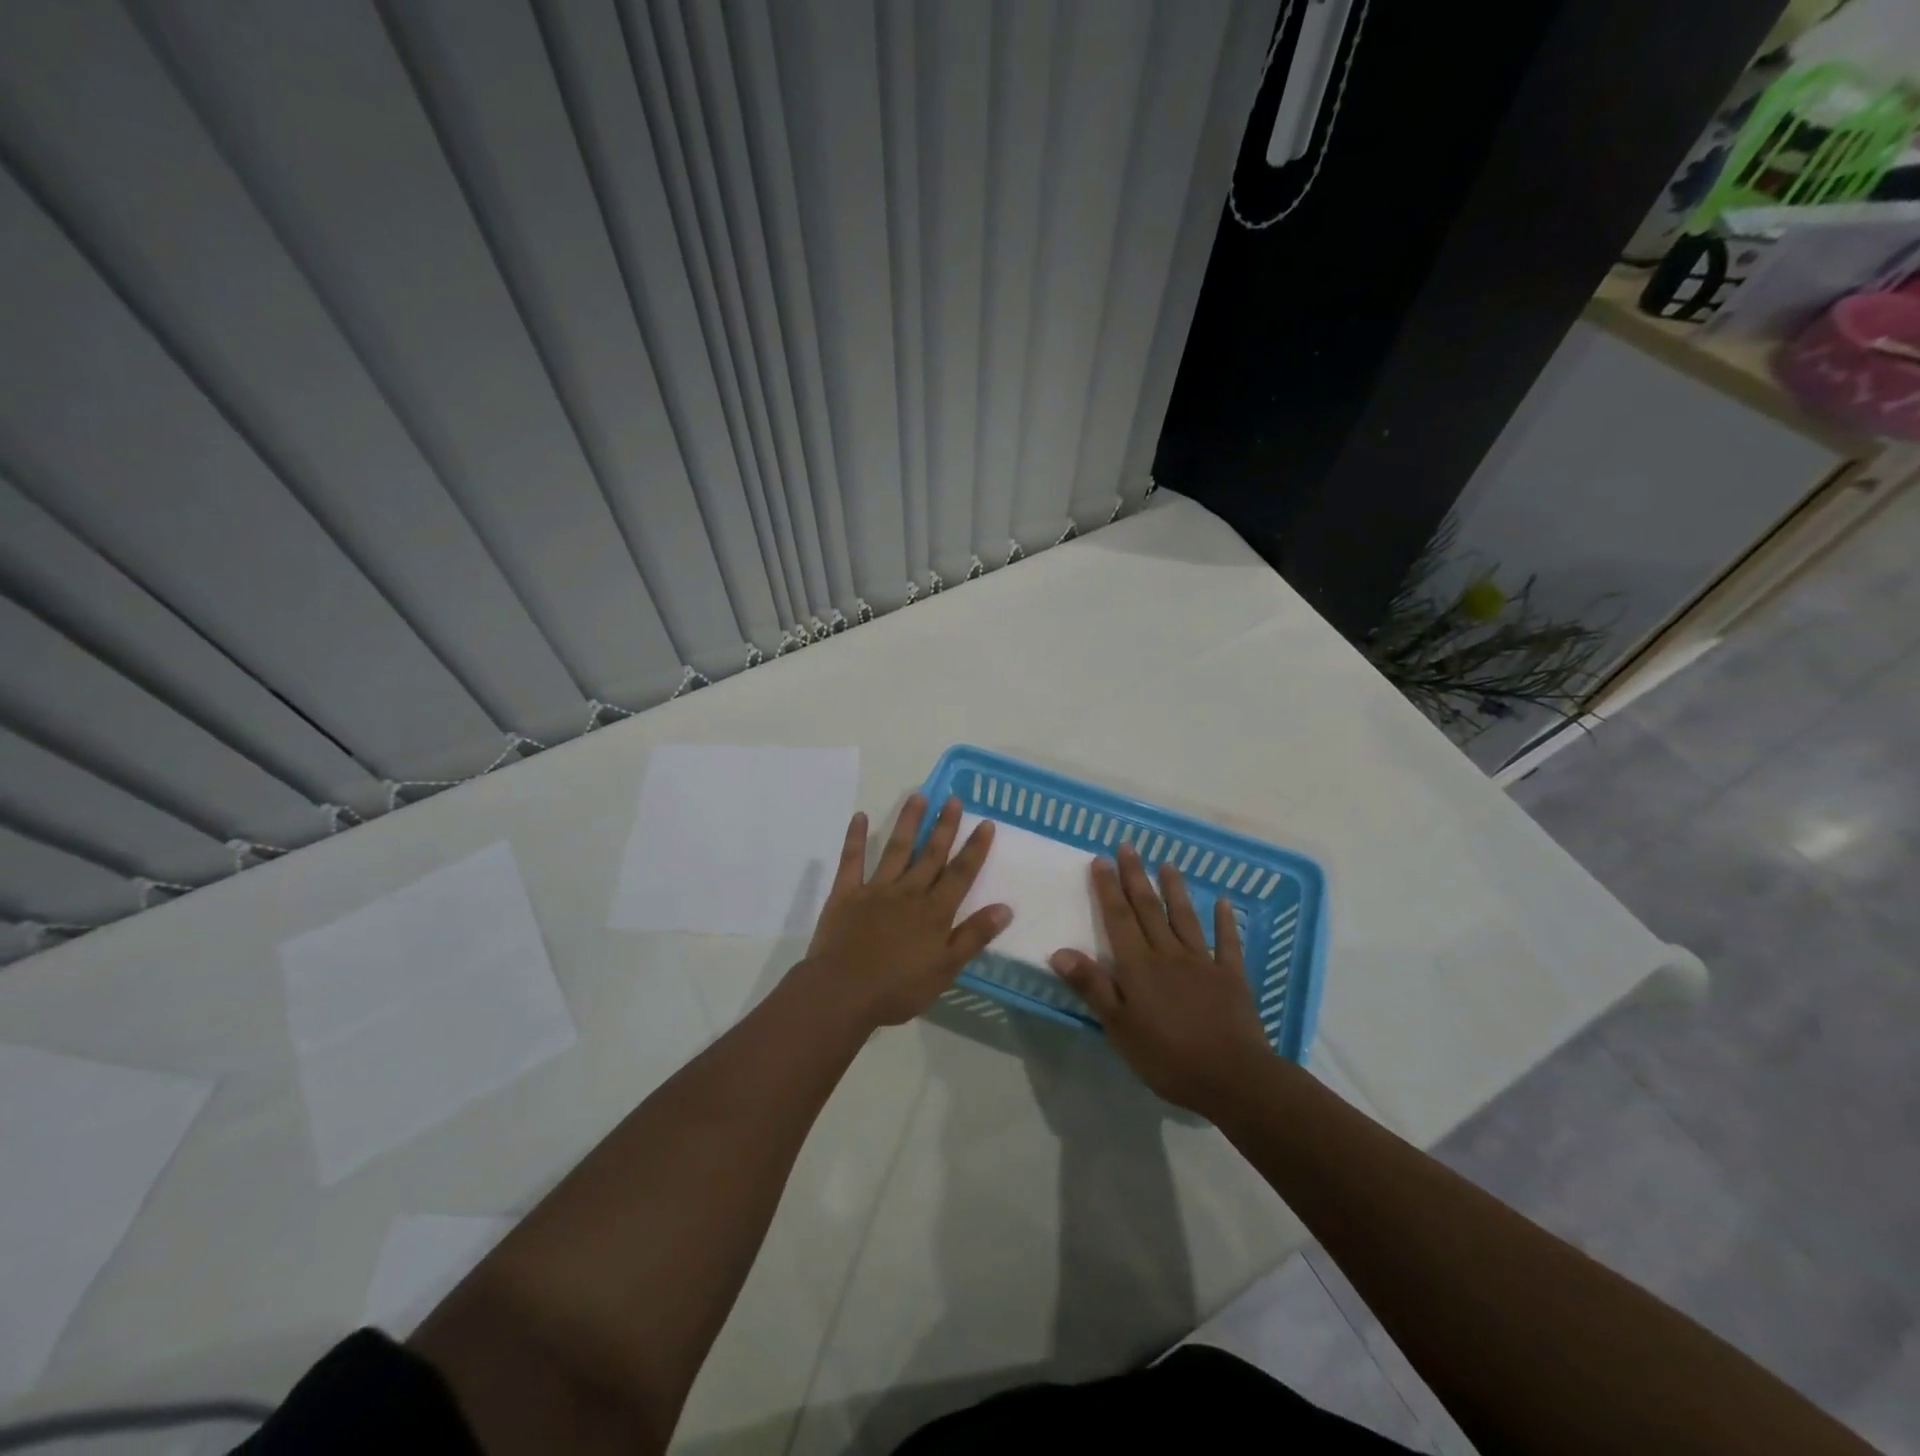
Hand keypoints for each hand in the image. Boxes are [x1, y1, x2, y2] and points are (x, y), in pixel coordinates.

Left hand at [800, 795, 1010, 1029]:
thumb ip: (974, 936)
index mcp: (934, 912)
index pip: (960, 874)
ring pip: (896, 849)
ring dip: (908, 822)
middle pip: (931, 854)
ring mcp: (876, 890)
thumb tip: (1005, 907)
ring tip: (919, 796)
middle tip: (954, 799)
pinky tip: (859, 816)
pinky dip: (855, 838)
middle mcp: (909, 892)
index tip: (986, 823)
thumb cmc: (898, 988)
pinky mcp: (846, 894)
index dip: (975, 848)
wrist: (842, 993)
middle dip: (945, 826)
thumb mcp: (946, 969)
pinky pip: (852, 861)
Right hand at [1050, 843, 1272, 1112]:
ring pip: (1185, 918)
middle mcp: (1168, 954)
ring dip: (1175, 889)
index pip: (1118, 918)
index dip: (1108, 888)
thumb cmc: (1167, 1057)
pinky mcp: (1231, 977)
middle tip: (1128, 847)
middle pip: (1148, 909)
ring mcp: (1203, 963)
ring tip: (1167, 864)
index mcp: (1139, 966)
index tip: (1100, 859)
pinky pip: (1228, 943)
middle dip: (1135, 876)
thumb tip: (1060, 951)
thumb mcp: (1118, 1027)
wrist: (1231, 1077)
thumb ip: (1092, 987)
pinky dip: (1225, 921)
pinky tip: (1223, 902)